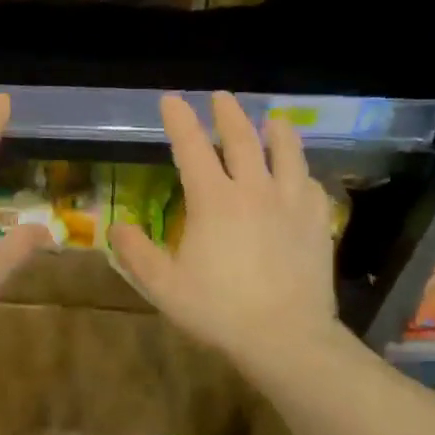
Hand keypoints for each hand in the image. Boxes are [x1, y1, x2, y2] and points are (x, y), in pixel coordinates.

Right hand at [110, 91, 340, 365]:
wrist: (285, 336)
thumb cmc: (219, 311)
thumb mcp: (164, 286)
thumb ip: (137, 253)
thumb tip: (117, 227)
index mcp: (214, 201)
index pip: (192, 148)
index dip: (179, 121)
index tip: (171, 100)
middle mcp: (254, 190)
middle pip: (242, 139)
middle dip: (228, 114)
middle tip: (221, 97)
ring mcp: (291, 203)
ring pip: (287, 153)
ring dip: (277, 132)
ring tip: (273, 120)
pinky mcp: (317, 223)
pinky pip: (310, 185)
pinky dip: (301, 173)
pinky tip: (300, 177)